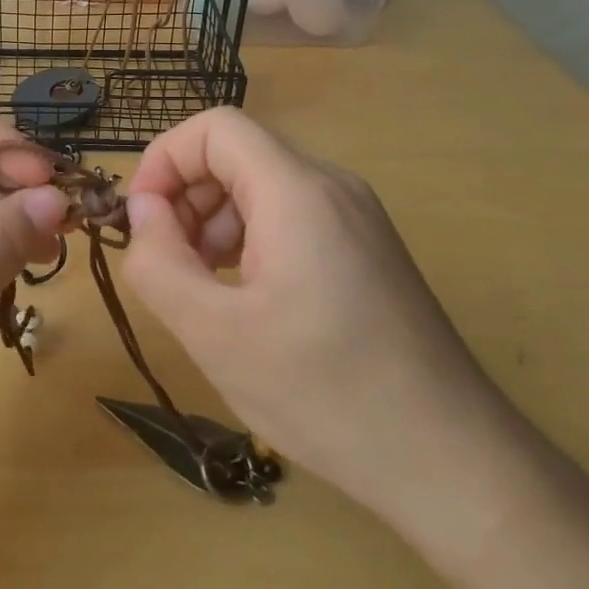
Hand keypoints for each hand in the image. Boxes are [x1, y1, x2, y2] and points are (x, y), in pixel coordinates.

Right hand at [120, 108, 512, 528]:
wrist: (449, 460)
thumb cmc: (324, 392)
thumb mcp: (214, 332)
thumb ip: (158, 261)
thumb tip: (142, 210)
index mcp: (297, 191)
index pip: (214, 128)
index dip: (163, 161)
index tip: (139, 221)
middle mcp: (332, 188)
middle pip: (237, 156)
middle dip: (185, 198)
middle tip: (166, 265)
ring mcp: (356, 219)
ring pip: (262, 188)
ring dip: (213, 224)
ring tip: (200, 290)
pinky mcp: (366, 251)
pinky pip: (290, 219)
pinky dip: (249, 242)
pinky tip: (243, 300)